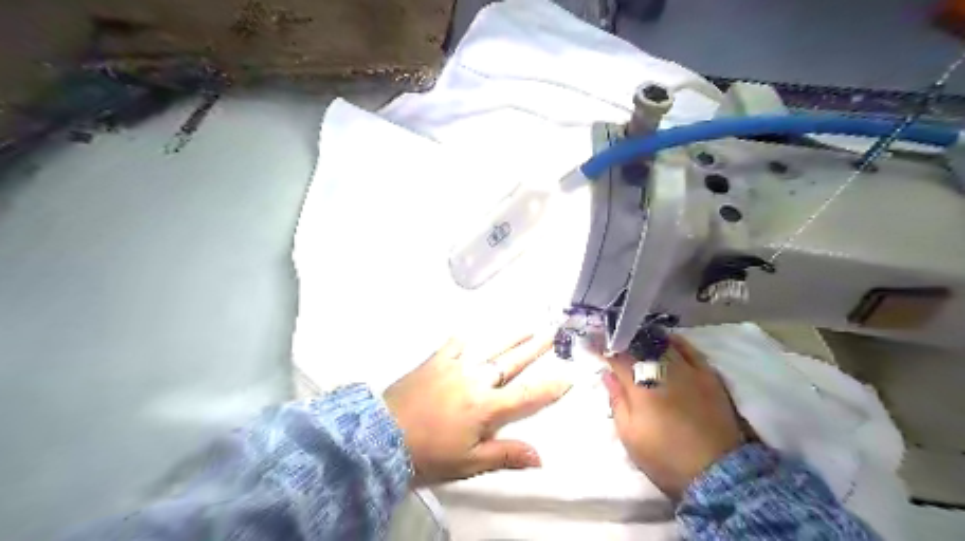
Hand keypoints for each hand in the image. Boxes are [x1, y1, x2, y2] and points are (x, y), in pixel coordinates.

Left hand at [382, 334, 567, 485]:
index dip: (550, 387)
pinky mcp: (435, 361)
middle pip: (512, 362)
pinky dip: (464, 339)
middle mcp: (476, 381)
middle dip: (535, 349)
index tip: (569, 374)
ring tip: (527, 326)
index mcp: (486, 407)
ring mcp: (455, 366)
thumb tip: (540, 457)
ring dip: (510, 337)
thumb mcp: (469, 463)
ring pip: (489, 348)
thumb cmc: (429, 453)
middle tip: (552, 333)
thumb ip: (505, 455)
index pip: (527, 395)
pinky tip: (470, 333)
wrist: (382, 435)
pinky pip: (454, 344)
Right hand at [600, 336, 743, 500]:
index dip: (603, 349)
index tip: (592, 343)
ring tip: (636, 337)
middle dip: (623, 340)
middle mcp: (664, 371)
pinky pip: (691, 350)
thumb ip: (617, 401)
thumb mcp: (630, 436)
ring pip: (663, 344)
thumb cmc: (665, 457)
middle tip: (612, 338)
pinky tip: (667, 340)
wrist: (717, 473)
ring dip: (646, 339)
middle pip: (640, 346)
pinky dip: (676, 342)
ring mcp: (689, 371)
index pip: (617, 358)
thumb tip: (608, 374)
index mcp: (641, 386)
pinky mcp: (709, 376)